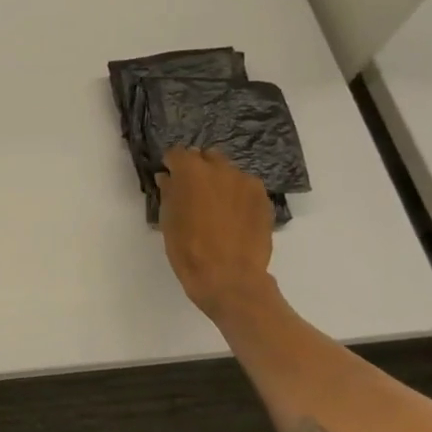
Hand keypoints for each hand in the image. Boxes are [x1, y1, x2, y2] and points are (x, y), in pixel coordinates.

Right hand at [159, 148, 277, 319]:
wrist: (229, 278)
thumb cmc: (188, 249)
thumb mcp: (168, 220)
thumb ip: (169, 192)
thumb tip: (168, 178)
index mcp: (191, 171)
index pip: (177, 154)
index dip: (171, 165)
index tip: (169, 179)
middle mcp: (221, 169)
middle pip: (207, 157)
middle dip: (198, 168)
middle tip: (192, 192)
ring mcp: (246, 183)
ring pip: (229, 172)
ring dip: (219, 181)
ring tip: (215, 206)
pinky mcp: (264, 200)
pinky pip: (246, 188)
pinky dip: (237, 195)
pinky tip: (233, 217)